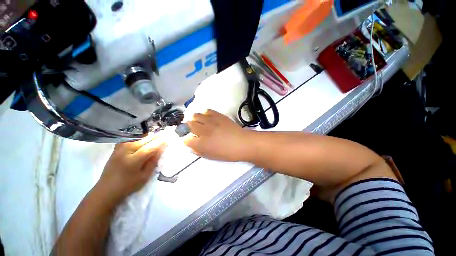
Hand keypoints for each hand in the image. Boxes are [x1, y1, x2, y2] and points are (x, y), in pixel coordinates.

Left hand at [98, 136, 165, 203]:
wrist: (107, 189)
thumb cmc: (128, 185)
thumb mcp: (144, 176)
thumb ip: (153, 161)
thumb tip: (161, 149)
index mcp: (133, 161)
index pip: (149, 148)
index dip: (159, 143)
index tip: (168, 139)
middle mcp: (125, 152)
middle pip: (143, 141)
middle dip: (155, 137)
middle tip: (164, 134)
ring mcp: (119, 149)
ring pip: (136, 138)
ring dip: (147, 136)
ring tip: (156, 135)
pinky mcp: (116, 149)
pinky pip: (129, 139)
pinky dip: (137, 137)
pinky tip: (142, 137)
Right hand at [184, 109, 252, 161]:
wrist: (242, 143)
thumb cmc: (227, 153)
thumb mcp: (211, 156)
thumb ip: (198, 151)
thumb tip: (191, 146)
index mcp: (201, 143)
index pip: (186, 139)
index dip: (187, 140)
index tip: (191, 140)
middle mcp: (204, 130)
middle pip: (189, 124)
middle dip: (188, 127)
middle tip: (193, 130)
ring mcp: (211, 121)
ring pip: (196, 115)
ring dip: (195, 119)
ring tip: (199, 122)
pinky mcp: (218, 115)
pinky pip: (207, 110)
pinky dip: (205, 114)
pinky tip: (208, 118)